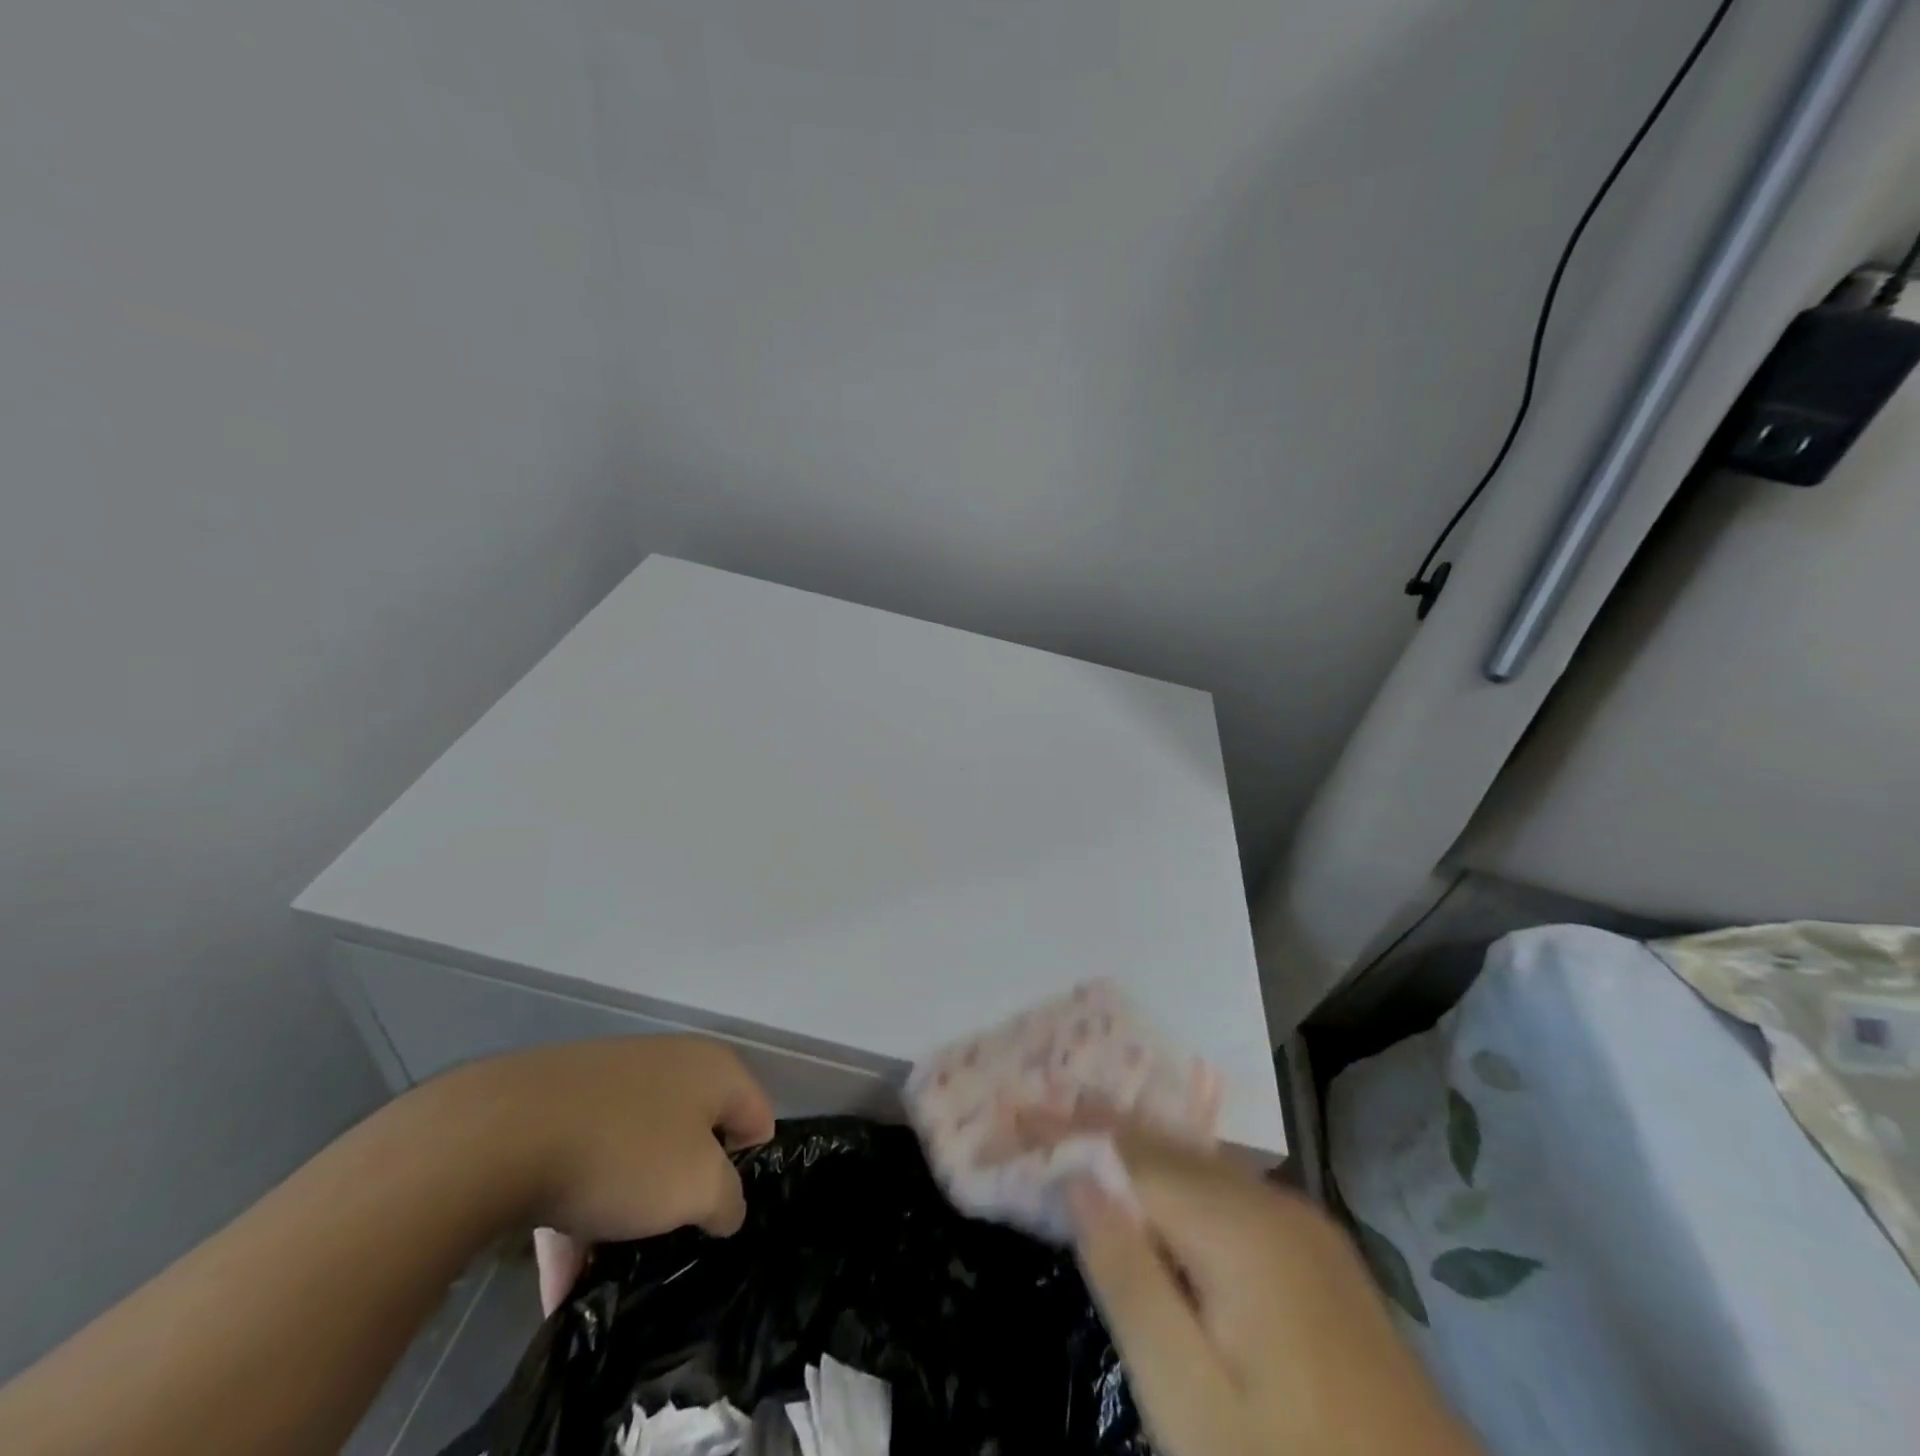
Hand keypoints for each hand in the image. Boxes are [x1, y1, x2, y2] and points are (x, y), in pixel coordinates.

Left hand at [432, 1037, 775, 1312]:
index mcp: (715, 1068)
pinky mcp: (561, 1104)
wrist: (502, 1131)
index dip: (748, 1173)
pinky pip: (586, 1163)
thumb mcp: (698, 1188)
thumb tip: (724, 1207)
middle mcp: (671, 1064)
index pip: (757, 1120)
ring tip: (608, 1272)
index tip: (719, 1217)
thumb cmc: (625, 1152)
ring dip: (628, 1212)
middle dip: (683, 1193)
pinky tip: (559, 1280)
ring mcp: (613, 1081)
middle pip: (695, 1138)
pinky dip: (579, 1215)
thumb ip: (728, 1201)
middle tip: (669, 1242)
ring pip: (636, 1154)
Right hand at [1068, 1134, 1479, 1455]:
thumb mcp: (1192, 1405)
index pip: (1129, 1155)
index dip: (1066, 1133)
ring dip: (1136, 1145)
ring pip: (1199, 1165)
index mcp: (1240, 1228)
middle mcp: (1274, 1205)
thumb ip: (1130, 1282)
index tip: (1013, 1113)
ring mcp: (1305, 1229)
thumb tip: (1079, 1180)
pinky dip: (1176, 1176)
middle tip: (1036, 1106)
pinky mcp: (1320, 1258)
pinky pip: (1229, 1192)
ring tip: (1081, 1122)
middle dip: (1096, 1125)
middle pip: (1166, 1147)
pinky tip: (1158, 1181)